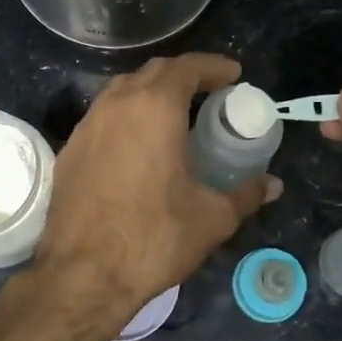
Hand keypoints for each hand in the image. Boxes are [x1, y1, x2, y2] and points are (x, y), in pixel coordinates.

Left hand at [35, 53, 280, 331]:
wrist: (83, 274)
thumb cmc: (154, 238)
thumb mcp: (211, 217)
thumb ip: (246, 194)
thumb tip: (272, 185)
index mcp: (154, 108)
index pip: (186, 67)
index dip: (213, 66)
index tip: (233, 74)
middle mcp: (116, 105)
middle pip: (153, 72)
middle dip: (183, 75)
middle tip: (209, 93)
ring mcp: (87, 126)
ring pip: (122, 91)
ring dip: (151, 93)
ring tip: (174, 116)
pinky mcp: (69, 150)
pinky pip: (103, 118)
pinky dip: (126, 117)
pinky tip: (138, 145)